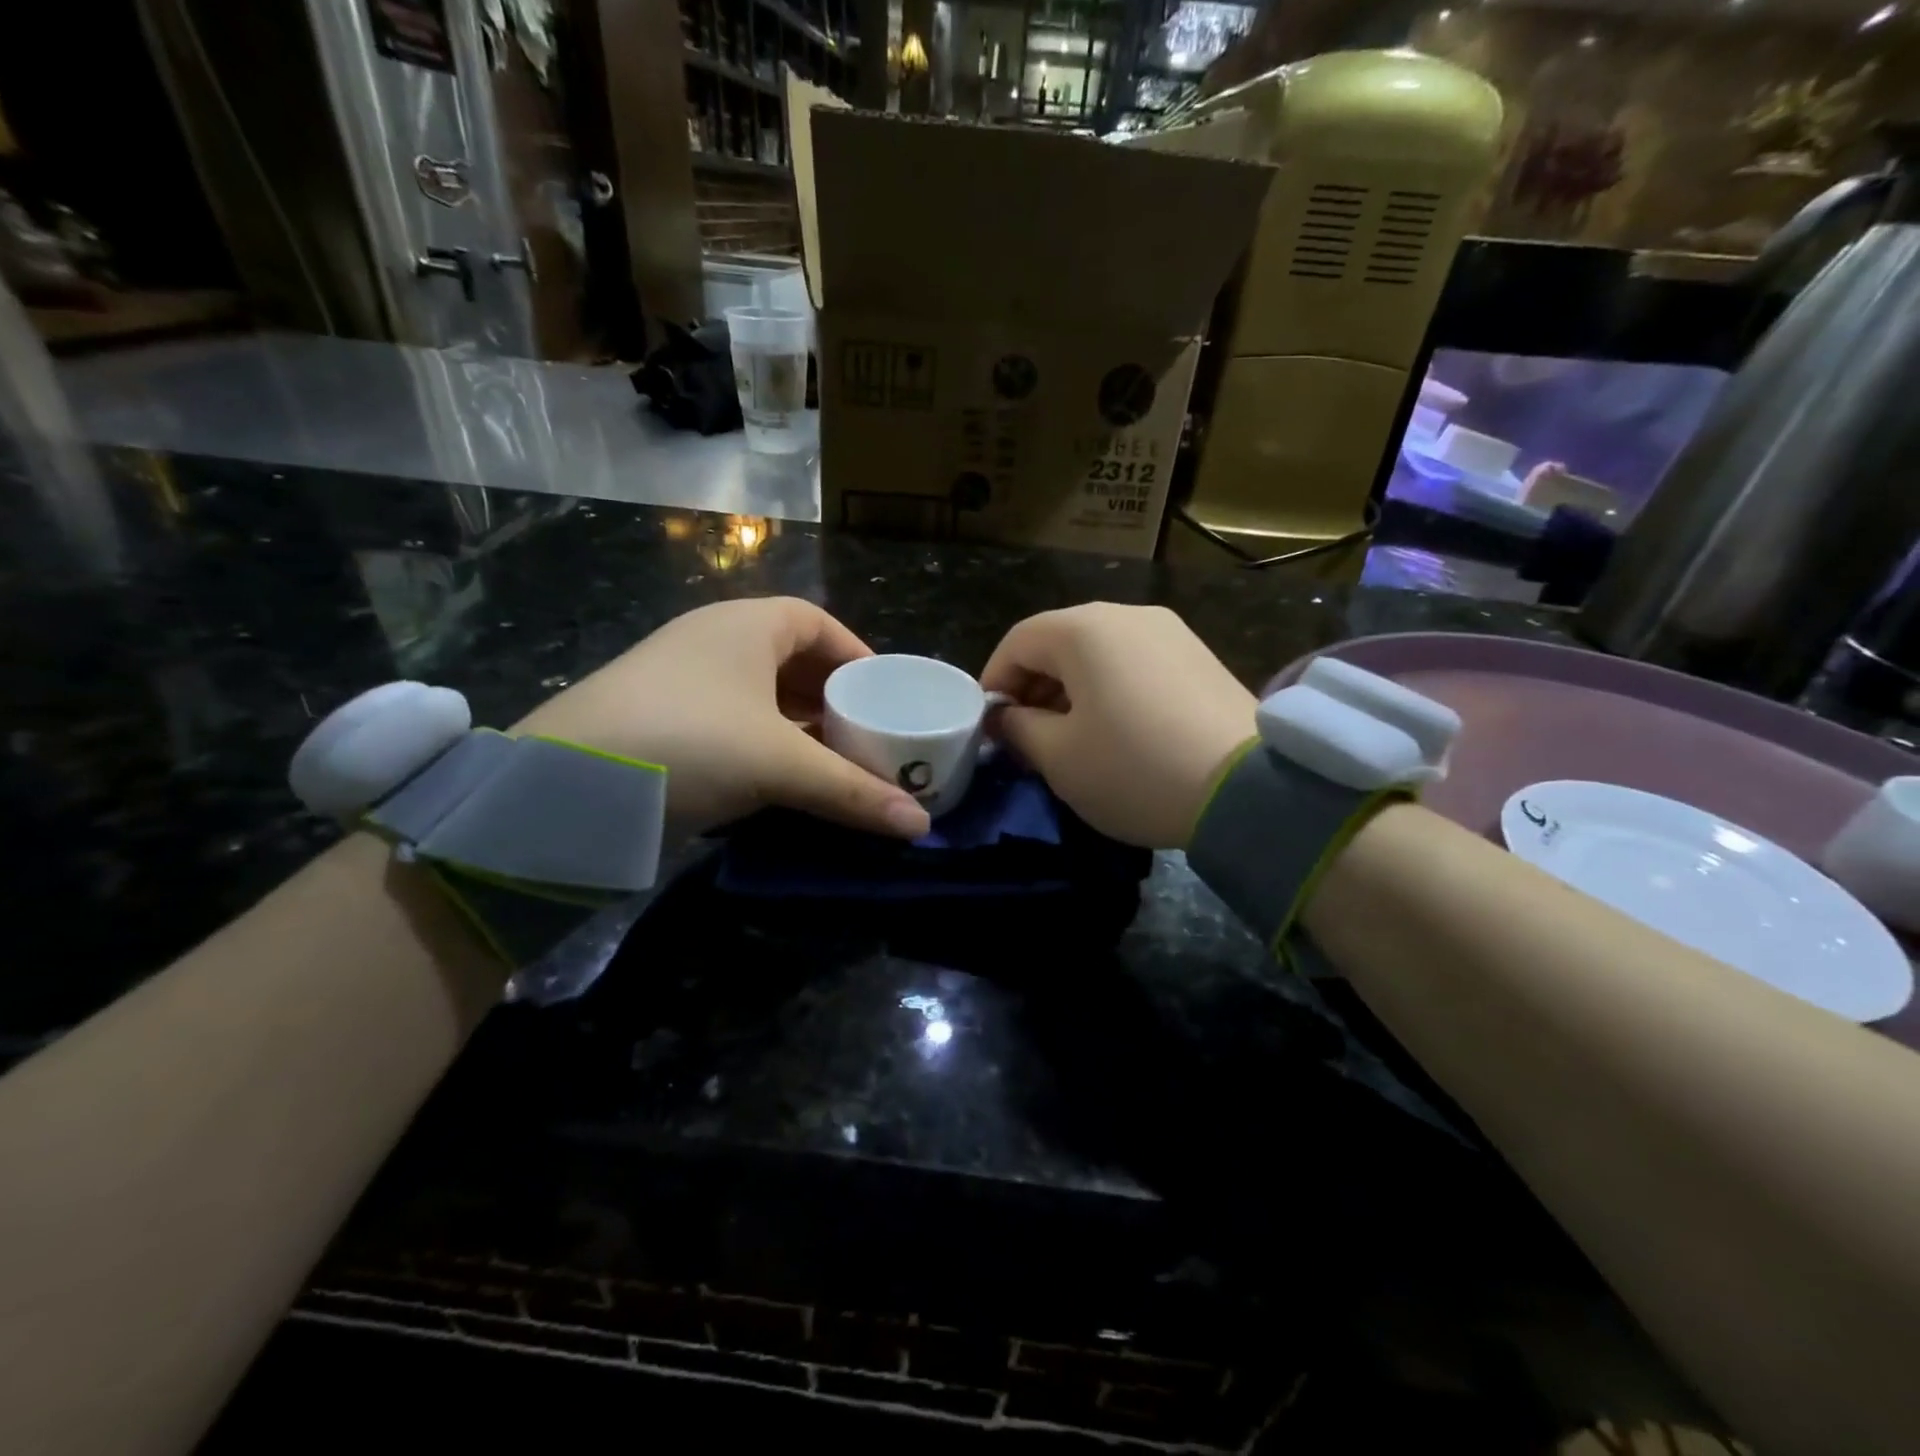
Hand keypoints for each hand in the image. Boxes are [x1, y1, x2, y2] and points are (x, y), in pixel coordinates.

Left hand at [512, 598, 929, 838]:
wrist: (560, 787)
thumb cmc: (687, 743)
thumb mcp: (779, 765)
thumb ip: (852, 792)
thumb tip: (922, 827)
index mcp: (745, 625)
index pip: (817, 622)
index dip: (855, 654)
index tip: (884, 693)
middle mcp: (712, 643)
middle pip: (790, 659)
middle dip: (831, 696)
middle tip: (866, 734)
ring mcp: (681, 682)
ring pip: (759, 695)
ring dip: (798, 726)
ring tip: (833, 761)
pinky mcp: (659, 722)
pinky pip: (731, 723)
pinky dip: (763, 745)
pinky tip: (780, 780)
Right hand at [981, 603, 1256, 847]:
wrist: (1248, 788)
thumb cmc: (1134, 768)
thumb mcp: (1059, 757)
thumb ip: (1018, 729)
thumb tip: (1005, 716)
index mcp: (1083, 629)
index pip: (1018, 641)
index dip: (993, 681)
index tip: (988, 725)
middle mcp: (1126, 615)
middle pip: (1059, 643)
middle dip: (1032, 686)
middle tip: (1025, 735)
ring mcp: (1169, 631)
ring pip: (1099, 653)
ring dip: (1070, 689)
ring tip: (1068, 737)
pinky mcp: (1198, 656)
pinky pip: (1135, 663)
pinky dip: (1110, 690)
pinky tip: (1115, 730)